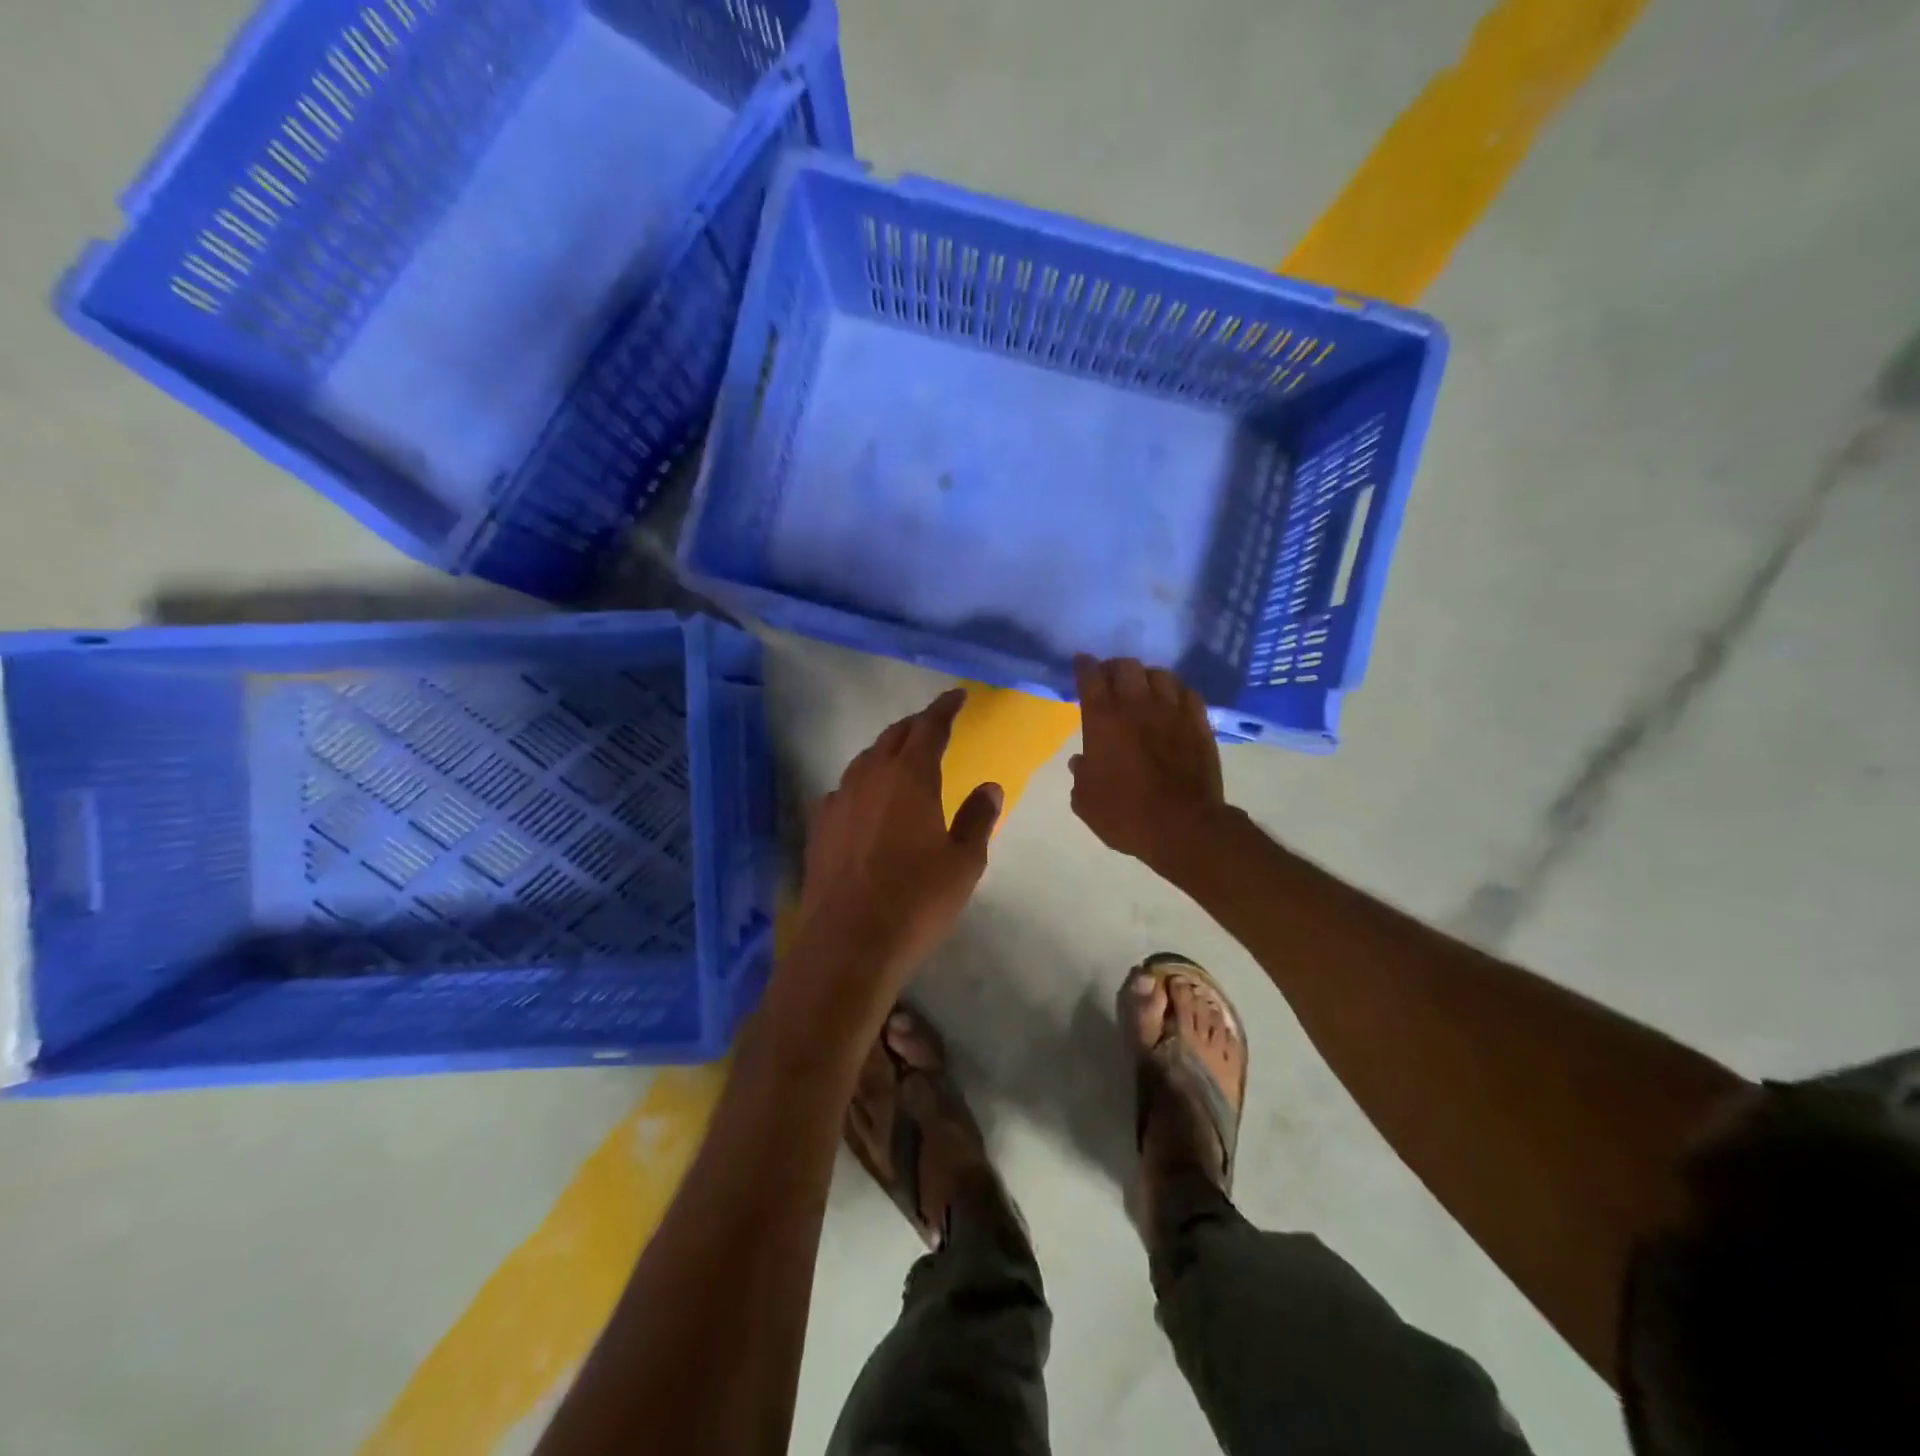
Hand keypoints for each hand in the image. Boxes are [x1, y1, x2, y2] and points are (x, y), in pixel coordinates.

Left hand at [787, 688, 1002, 1018]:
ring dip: (887, 751)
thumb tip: (989, 786)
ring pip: (865, 760)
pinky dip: (863, 783)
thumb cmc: (917, 901)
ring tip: (902, 758)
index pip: (929, 727)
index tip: (957, 696)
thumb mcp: (963, 863)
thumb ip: (977, 818)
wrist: (848, 943)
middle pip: (894, 736)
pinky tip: (867, 801)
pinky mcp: (819, 826)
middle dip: (916, 725)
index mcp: (911, 777)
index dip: (945, 708)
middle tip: (934, 724)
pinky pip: (844, 789)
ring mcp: (839, 800)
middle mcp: (870, 777)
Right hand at [1070, 656, 1226, 869]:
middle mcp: (1136, 705)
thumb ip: (1081, 775)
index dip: (1084, 666)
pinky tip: (1173, 703)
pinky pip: (1188, 693)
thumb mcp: (1086, 801)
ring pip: (1160, 674)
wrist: (1183, 827)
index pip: (1090, 677)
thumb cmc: (1125, 814)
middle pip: (1126, 666)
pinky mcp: (1199, 723)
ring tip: (1144, 688)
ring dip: (1147, 677)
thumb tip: (1082, 761)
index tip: (1081, 664)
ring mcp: (1172, 711)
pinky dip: (1176, 692)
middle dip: (1115, 668)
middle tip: (1111, 680)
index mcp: (1103, 720)